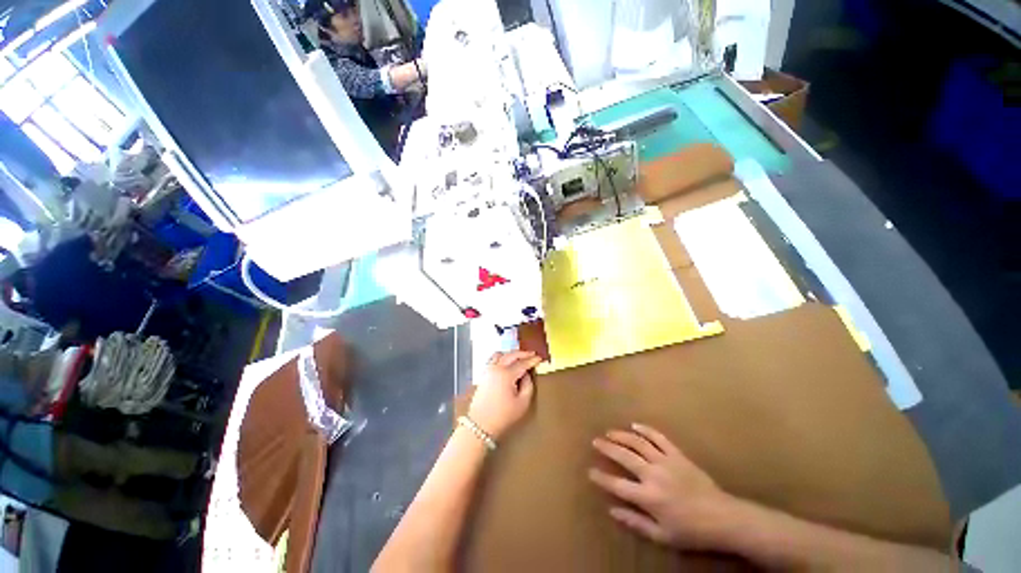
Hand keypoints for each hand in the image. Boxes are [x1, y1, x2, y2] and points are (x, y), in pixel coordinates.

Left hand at [467, 351, 541, 440]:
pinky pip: (493, 359)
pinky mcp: (483, 375)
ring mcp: (488, 370)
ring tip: (519, 357)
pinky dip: (502, 357)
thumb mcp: (522, 403)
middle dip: (523, 353)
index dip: (532, 360)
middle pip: (511, 355)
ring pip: (500, 354)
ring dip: (511, 354)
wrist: (479, 425)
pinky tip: (506, 362)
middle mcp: (496, 368)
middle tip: (532, 354)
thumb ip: (528, 386)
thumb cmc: (503, 416)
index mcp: (506, 374)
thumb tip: (526, 375)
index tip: (540, 358)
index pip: (522, 363)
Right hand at [589, 423, 739, 549]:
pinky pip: (658, 437)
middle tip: (595, 441)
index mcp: (648, 497)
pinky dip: (645, 430)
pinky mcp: (677, 454)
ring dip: (622, 435)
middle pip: (624, 456)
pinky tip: (635, 425)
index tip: (590, 471)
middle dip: (607, 447)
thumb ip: (636, 522)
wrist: (722, 517)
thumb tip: (612, 511)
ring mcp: (665, 461)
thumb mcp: (662, 535)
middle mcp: (653, 474)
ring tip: (610, 432)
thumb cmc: (691, 531)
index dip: (602, 478)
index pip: (617, 485)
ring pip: (638, 443)